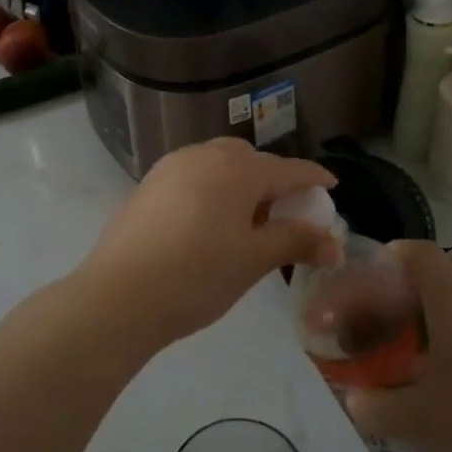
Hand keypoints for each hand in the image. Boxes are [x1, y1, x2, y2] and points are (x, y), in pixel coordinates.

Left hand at [74, 139, 339, 351]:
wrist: (119, 295)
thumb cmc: (197, 275)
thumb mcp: (253, 260)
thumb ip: (295, 241)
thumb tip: (333, 243)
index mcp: (237, 169)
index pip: (288, 168)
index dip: (313, 178)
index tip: (332, 186)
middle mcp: (204, 156)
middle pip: (250, 160)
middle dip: (272, 180)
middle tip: (283, 213)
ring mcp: (171, 167)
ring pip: (218, 164)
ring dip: (239, 183)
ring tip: (245, 222)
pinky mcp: (148, 185)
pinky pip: (192, 176)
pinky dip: (211, 189)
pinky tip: (207, 223)